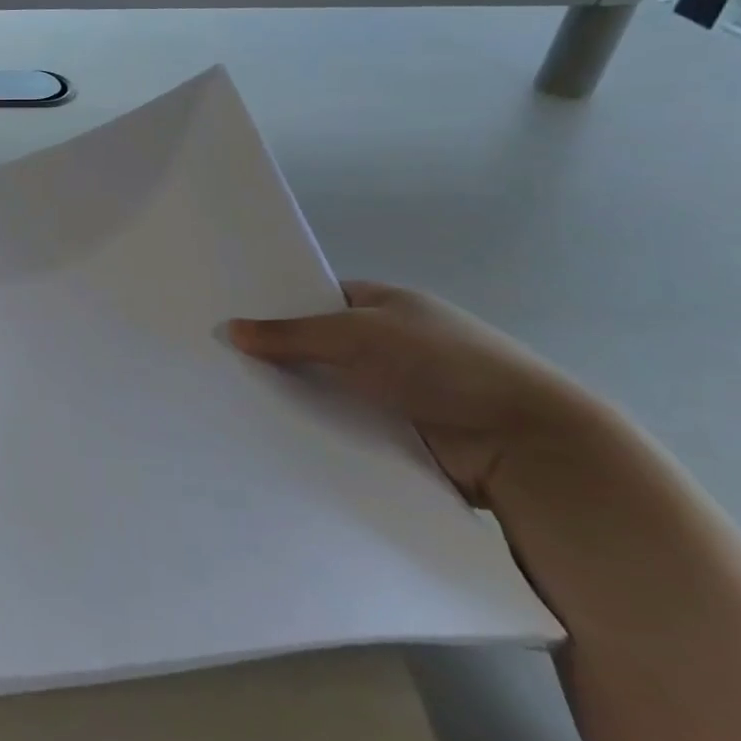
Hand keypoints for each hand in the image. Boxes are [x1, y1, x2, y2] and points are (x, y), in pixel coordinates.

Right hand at [228, 281, 596, 505]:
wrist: (524, 442)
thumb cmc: (440, 364)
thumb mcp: (356, 334)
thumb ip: (291, 333)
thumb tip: (229, 329)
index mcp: (384, 304)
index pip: (315, 298)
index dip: (274, 306)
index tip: (227, 320)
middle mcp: (387, 344)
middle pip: (317, 346)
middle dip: (276, 356)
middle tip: (216, 363)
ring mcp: (394, 390)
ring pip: (328, 389)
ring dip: (294, 396)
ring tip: (229, 401)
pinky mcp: (397, 434)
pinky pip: (343, 425)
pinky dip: (317, 428)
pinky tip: (270, 433)